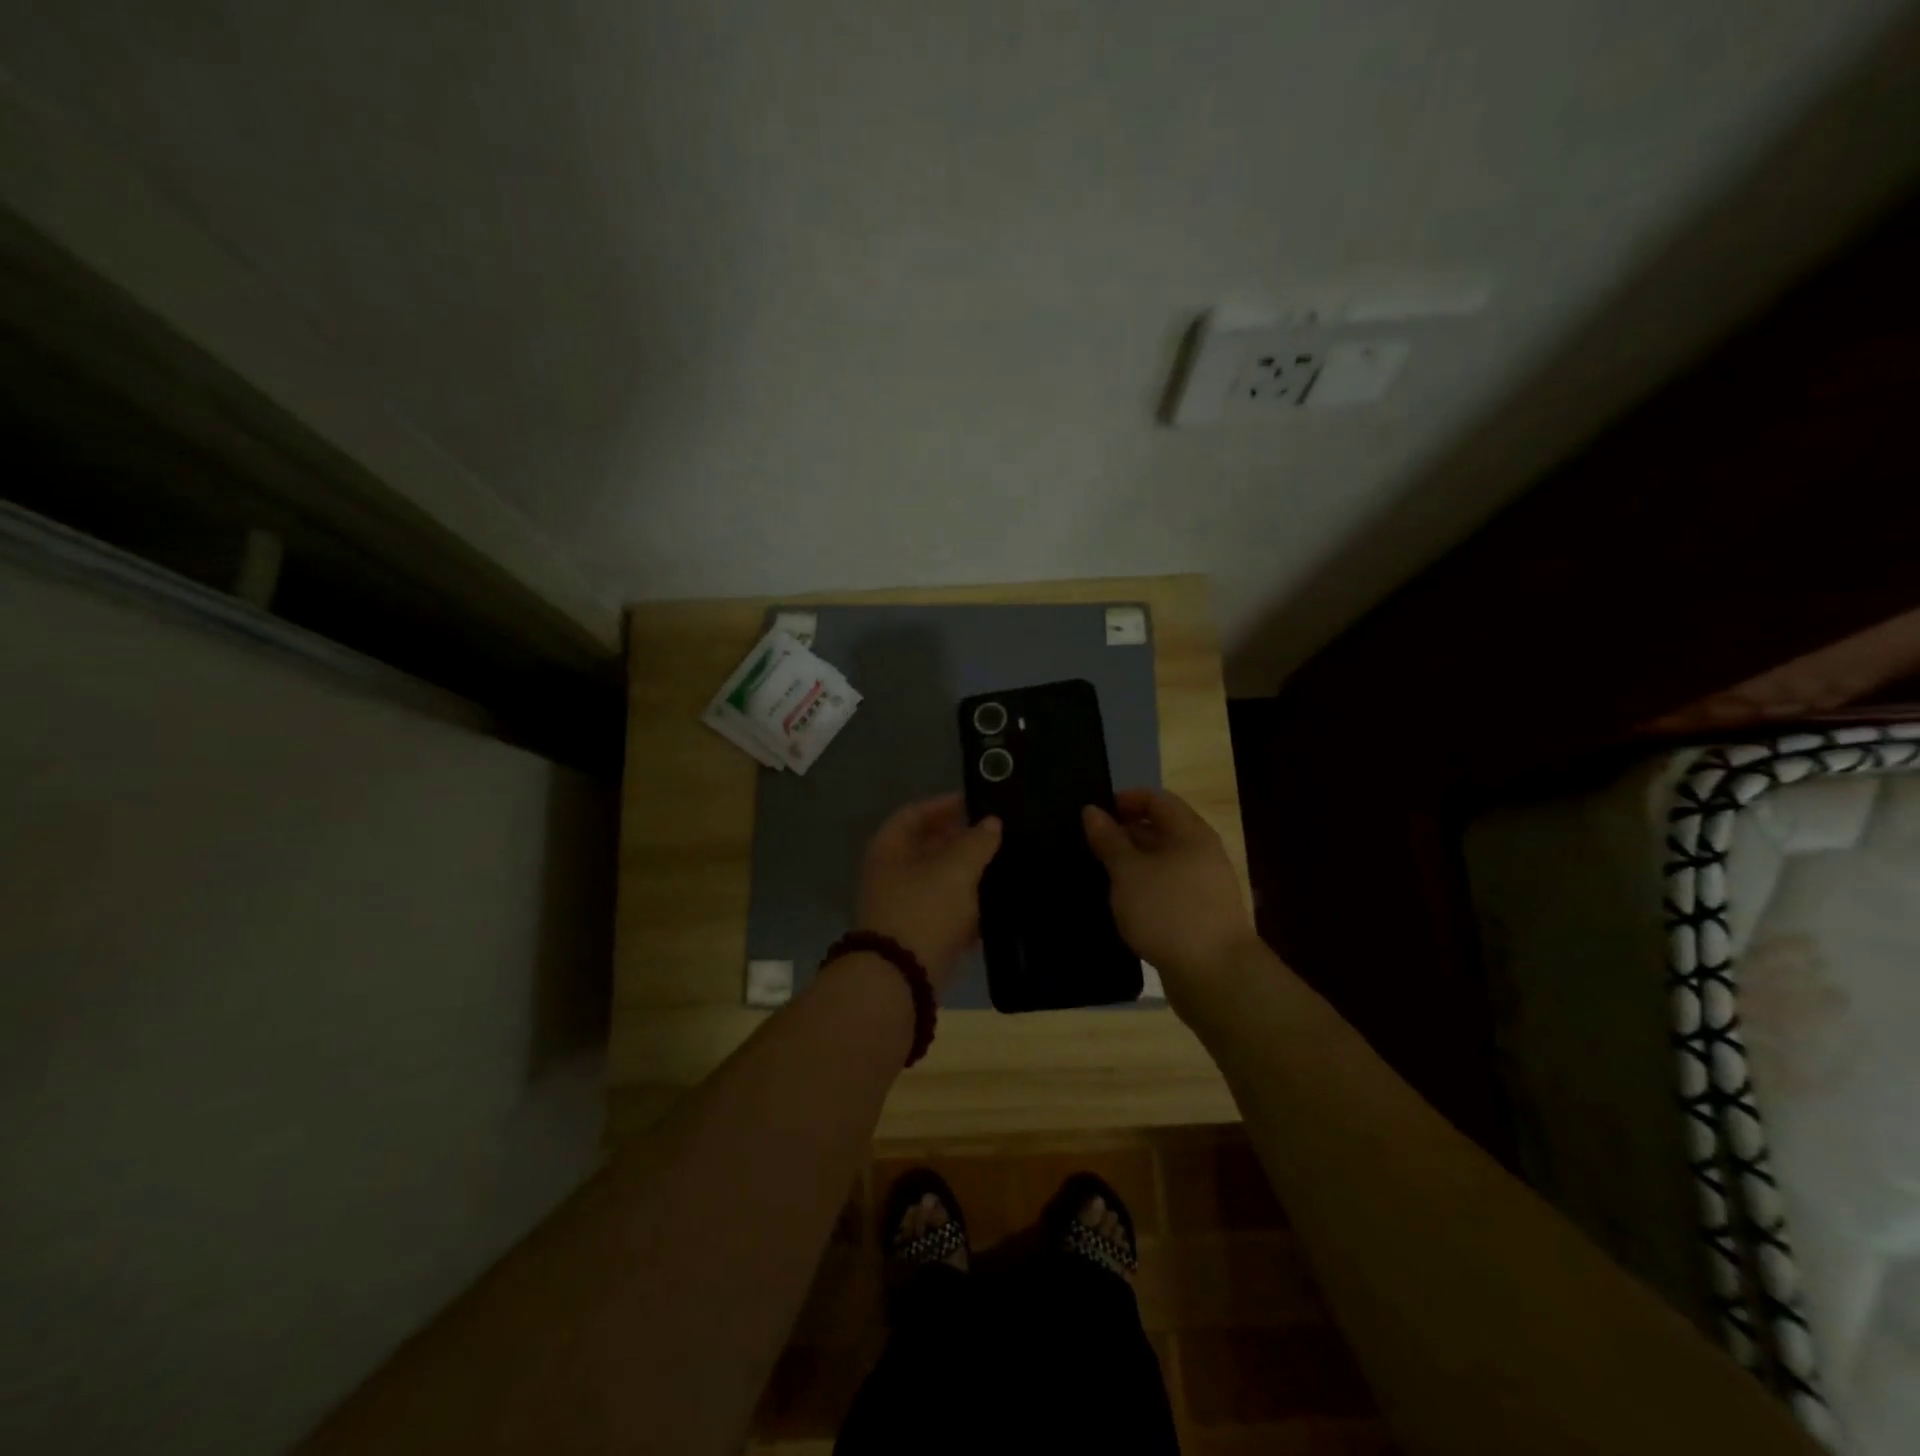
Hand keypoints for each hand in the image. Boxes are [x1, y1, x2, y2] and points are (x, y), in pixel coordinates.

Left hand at [855, 793, 1001, 990]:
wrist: (901, 979)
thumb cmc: (924, 909)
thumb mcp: (956, 869)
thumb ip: (977, 842)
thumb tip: (991, 823)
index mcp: (890, 848)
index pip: (915, 813)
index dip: (944, 804)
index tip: (976, 803)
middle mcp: (891, 873)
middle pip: (926, 846)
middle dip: (960, 840)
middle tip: (995, 835)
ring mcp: (902, 906)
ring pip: (938, 880)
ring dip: (967, 874)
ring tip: (1002, 866)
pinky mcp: (917, 935)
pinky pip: (944, 912)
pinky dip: (966, 907)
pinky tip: (994, 906)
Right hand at [1083, 788, 1258, 1007]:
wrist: (1216, 976)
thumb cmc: (1168, 912)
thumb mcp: (1129, 872)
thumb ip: (1109, 840)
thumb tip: (1092, 811)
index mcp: (1191, 833)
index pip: (1157, 799)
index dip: (1125, 800)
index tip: (1094, 815)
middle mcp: (1202, 854)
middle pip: (1161, 830)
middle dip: (1125, 834)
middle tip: (1090, 846)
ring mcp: (1204, 886)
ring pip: (1162, 863)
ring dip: (1132, 864)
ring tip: (1100, 875)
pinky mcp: (1200, 916)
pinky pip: (1167, 889)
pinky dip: (1144, 890)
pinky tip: (1123, 905)